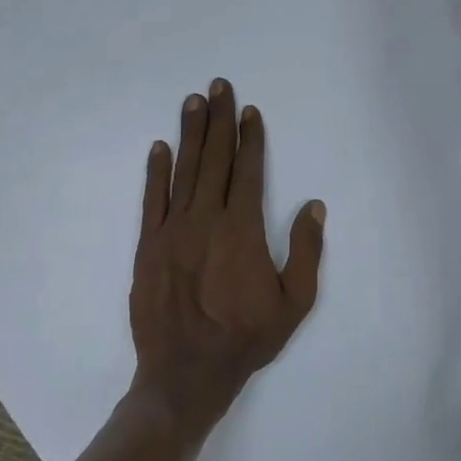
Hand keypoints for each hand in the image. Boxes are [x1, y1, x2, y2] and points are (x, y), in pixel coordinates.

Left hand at [129, 80, 325, 439]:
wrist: (185, 374)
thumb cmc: (246, 340)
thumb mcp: (294, 303)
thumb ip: (305, 251)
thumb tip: (314, 206)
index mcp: (242, 231)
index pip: (247, 171)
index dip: (250, 138)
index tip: (251, 112)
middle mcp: (205, 221)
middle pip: (214, 160)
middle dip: (219, 120)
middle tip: (219, 86)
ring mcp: (172, 231)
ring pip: (183, 172)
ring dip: (190, 134)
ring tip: (193, 102)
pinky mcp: (147, 247)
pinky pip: (152, 200)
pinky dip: (156, 172)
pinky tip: (160, 148)